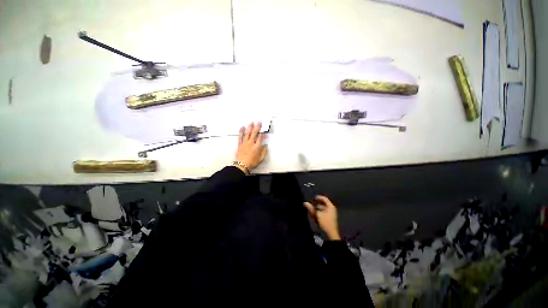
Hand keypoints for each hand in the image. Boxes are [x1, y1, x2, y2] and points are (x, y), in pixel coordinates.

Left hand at [236, 122, 266, 171]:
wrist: (242, 165)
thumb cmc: (251, 163)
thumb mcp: (261, 158)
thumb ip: (263, 151)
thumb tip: (265, 146)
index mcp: (257, 147)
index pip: (261, 138)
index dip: (263, 134)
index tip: (265, 131)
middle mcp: (251, 143)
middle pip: (254, 133)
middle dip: (257, 127)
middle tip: (259, 122)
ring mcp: (245, 143)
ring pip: (247, 133)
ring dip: (250, 127)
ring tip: (251, 123)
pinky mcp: (240, 144)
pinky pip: (240, 137)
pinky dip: (241, 132)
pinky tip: (242, 128)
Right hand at [304, 196, 340, 239]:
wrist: (331, 234)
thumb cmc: (325, 222)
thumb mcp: (317, 215)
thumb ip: (311, 208)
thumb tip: (305, 203)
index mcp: (330, 206)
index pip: (324, 199)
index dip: (318, 197)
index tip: (312, 198)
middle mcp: (331, 209)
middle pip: (322, 204)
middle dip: (315, 205)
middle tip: (310, 205)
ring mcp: (330, 214)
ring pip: (321, 209)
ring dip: (315, 210)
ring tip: (310, 212)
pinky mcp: (328, 218)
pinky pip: (322, 214)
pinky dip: (317, 214)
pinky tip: (313, 216)